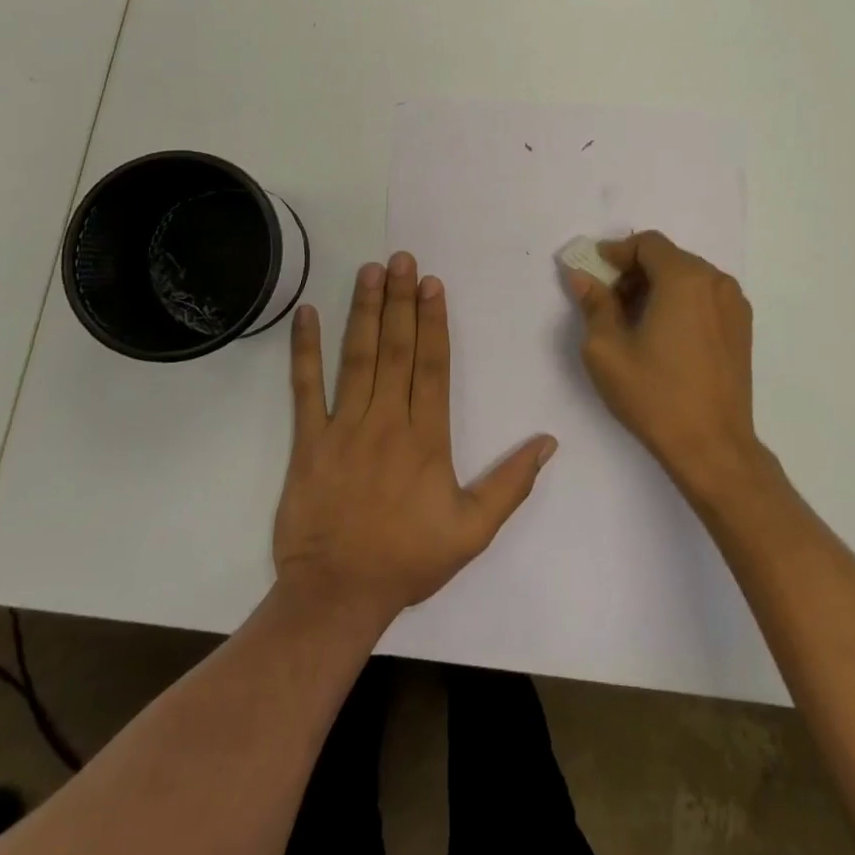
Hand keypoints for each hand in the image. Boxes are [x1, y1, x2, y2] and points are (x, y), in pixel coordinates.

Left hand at [273, 253, 557, 629]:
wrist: (336, 596)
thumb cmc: (407, 559)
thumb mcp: (473, 531)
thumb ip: (511, 484)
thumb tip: (549, 442)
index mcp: (425, 438)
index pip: (432, 366)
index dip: (433, 321)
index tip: (432, 283)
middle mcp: (386, 422)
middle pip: (396, 349)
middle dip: (401, 300)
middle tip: (401, 258)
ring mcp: (343, 428)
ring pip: (357, 358)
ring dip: (364, 311)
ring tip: (369, 271)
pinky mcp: (308, 442)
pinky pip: (305, 389)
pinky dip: (305, 350)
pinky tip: (307, 314)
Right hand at [564, 231, 762, 500]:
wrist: (713, 447)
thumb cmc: (655, 395)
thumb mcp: (607, 349)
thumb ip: (594, 304)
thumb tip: (582, 276)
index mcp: (685, 278)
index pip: (647, 243)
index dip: (617, 252)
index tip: (594, 272)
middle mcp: (716, 281)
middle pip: (668, 257)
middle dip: (635, 270)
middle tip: (608, 299)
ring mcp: (734, 304)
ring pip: (688, 277)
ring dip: (658, 286)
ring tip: (633, 320)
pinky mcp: (742, 328)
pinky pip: (705, 297)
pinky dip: (680, 301)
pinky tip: (663, 334)